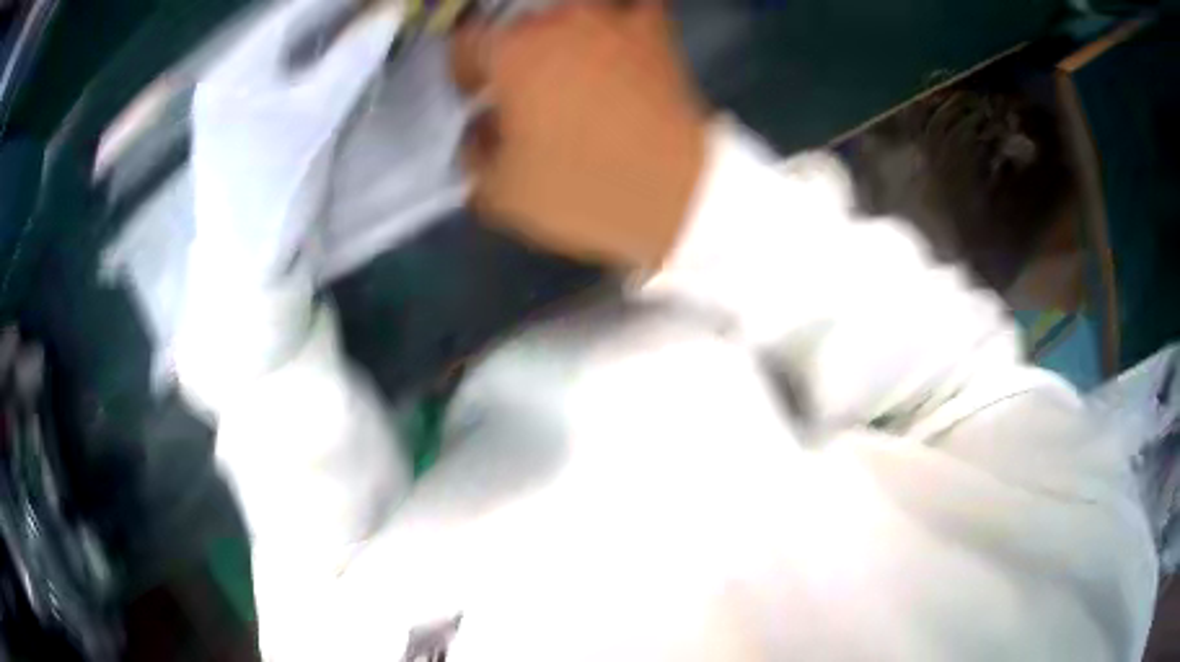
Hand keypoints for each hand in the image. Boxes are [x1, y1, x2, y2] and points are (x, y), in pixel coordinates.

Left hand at [191, 0, 399, 279]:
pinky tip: (343, 57)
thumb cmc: (273, 190)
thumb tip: (391, 13)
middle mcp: (229, 74)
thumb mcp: (316, 117)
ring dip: (331, 35)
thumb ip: (352, 57)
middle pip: (290, 26)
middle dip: (338, 13)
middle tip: (382, 12)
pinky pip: (285, 73)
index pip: (294, 9)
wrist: (246, 265)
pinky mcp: (243, 119)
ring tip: (371, 26)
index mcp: (235, 68)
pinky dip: (317, 60)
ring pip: (290, 48)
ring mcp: (233, 98)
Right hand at [451, 1, 707, 268]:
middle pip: (518, 26)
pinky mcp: (655, 31)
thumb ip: (473, 153)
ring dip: (562, 33)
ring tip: (570, 64)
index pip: (466, 44)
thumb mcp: (501, 193)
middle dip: (513, 55)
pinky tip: (618, 39)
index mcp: (511, 54)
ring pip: (569, 10)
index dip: (464, 71)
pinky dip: (621, 19)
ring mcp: (610, 20)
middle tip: (524, 90)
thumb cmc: (583, 189)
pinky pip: (632, 7)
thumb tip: (480, 130)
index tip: (475, 94)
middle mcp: (557, 22)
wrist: (676, 192)